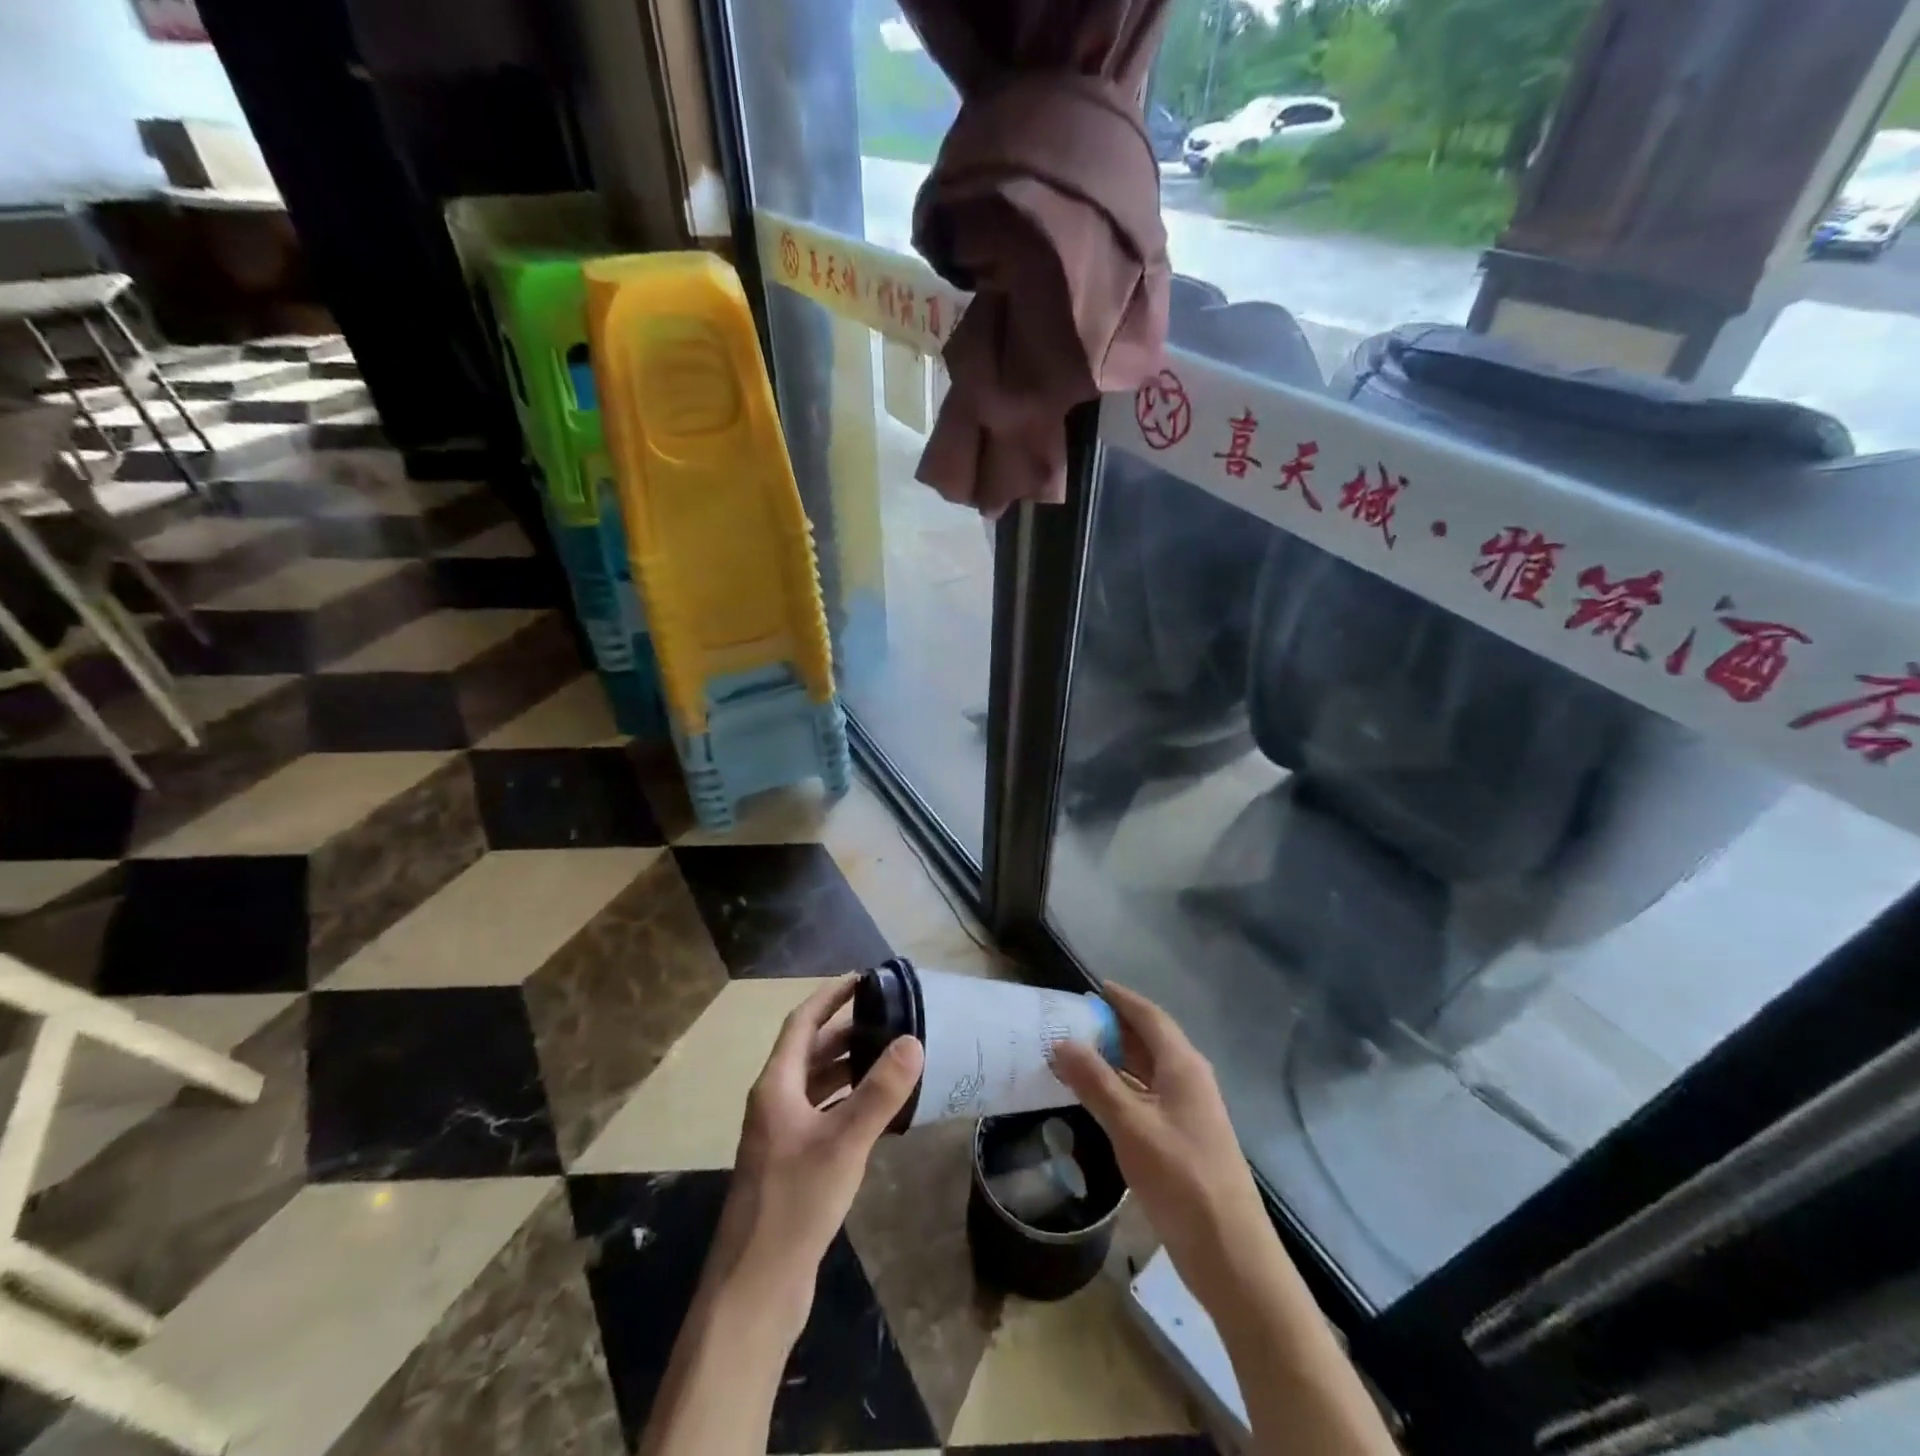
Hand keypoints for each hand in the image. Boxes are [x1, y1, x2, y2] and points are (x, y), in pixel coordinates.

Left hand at [706, 974, 924, 1336]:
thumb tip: (913, 1040)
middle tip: (888, 1018)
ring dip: (847, 1067)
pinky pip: (822, 1115)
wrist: (755, 1288)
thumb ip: (879, 1092)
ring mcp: (780, 1137)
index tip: (862, 978)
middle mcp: (773, 1104)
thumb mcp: (843, 1142)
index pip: (801, 1023)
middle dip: (845, 1031)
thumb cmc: (794, 1204)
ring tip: (889, 1056)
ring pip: (816, 1085)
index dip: (829, 997)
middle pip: (809, 1052)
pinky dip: (846, 1102)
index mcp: (775, 1087)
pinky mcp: (791, 1166)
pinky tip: (876, 1112)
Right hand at [1052, 983, 1279, 1316]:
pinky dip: (1120, 1090)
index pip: (1149, 1016)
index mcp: (1183, 1066)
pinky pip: (1146, 1098)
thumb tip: (1061, 1041)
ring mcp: (1187, 1112)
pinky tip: (1095, 1099)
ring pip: (1146, 1072)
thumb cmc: (1182, 1179)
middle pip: (1148, 1041)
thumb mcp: (1131, 1126)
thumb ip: (1095, 1082)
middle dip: (1112, 1028)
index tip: (1090, 987)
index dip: (1121, 999)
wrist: (1231, 1254)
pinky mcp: (1182, 1140)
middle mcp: (1188, 1080)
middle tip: (1070, 1021)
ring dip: (1114, 1061)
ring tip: (1074, 1054)